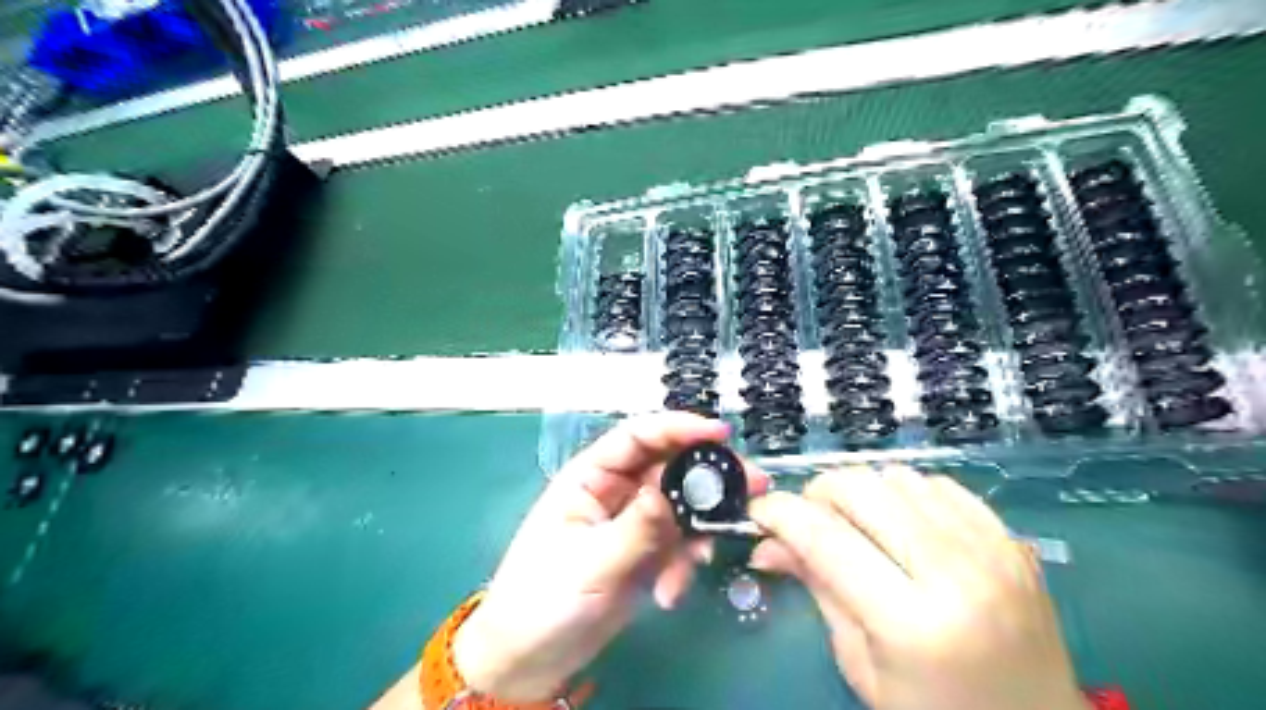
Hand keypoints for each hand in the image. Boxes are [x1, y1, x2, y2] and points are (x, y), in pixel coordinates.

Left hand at [459, 414, 770, 701]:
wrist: (533, 659)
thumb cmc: (544, 599)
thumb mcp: (591, 562)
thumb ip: (637, 527)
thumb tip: (671, 494)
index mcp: (591, 476)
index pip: (638, 437)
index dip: (679, 427)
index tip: (720, 434)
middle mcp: (617, 491)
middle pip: (670, 468)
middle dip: (707, 480)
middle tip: (752, 487)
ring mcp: (635, 522)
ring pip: (682, 508)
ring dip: (699, 531)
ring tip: (703, 560)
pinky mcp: (647, 552)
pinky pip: (680, 544)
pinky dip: (684, 564)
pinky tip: (671, 593)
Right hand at [750, 465, 1089, 709]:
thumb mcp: (861, 664)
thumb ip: (817, 589)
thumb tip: (767, 544)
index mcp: (912, 623)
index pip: (826, 539)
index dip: (781, 514)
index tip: (759, 512)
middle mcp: (956, 574)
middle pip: (861, 490)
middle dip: (818, 493)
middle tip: (809, 521)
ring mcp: (992, 550)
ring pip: (897, 476)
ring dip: (862, 492)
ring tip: (858, 525)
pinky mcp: (1010, 539)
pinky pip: (938, 484)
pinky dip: (905, 494)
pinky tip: (902, 524)